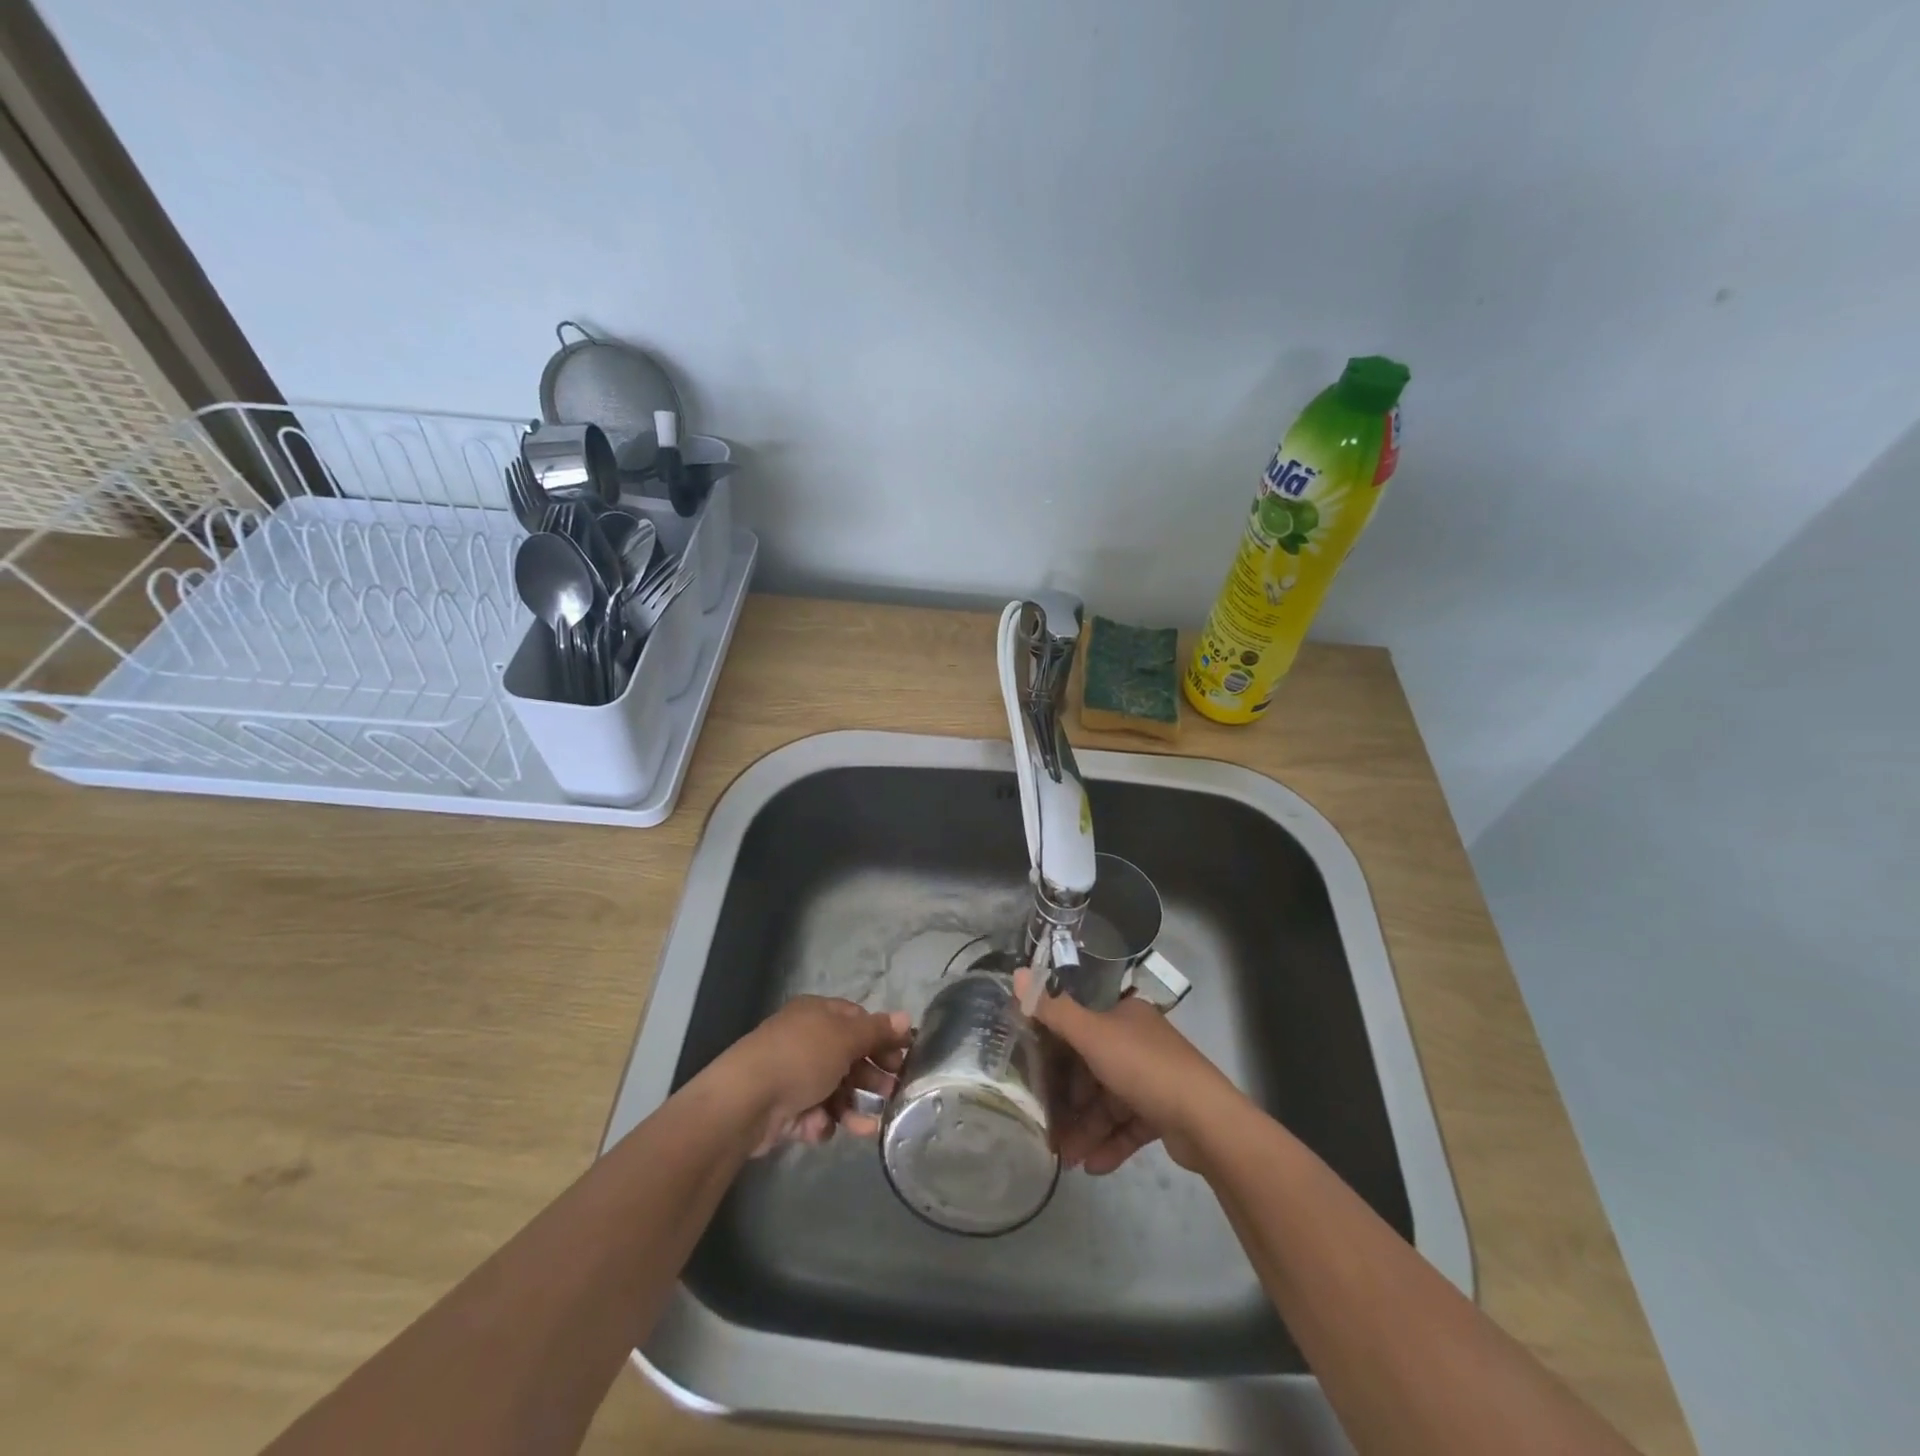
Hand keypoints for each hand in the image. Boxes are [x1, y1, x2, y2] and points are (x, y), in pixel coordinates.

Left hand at [717, 996, 911, 1155]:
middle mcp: (805, 1040)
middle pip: (849, 1056)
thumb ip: (877, 1031)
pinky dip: (823, 1122)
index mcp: (817, 1013)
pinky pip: (815, 1113)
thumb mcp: (845, 1038)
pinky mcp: (784, 1108)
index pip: (858, 1020)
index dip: (883, 1037)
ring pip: (835, 1089)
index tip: (906, 1056)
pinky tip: (822, 1127)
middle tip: (895, 1092)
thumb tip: (906, 1018)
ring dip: (853, 1106)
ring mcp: (793, 1075)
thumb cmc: (801, 1057)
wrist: (745, 1101)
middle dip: (872, 1075)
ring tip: (869, 1126)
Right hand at [1015, 967, 1238, 1173]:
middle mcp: (1138, 1042)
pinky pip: (1127, 1127)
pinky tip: (1091, 1167)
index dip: (1056, 1048)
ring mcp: (1153, 1079)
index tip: (1032, 1071)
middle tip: (1045, 1126)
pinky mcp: (1164, 1114)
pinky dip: (1109, 1144)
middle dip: (1068, 1101)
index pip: (1082, 1025)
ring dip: (1085, 1129)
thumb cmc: (1144, 1067)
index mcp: (1125, 1015)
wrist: (1206, 1121)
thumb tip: (1016, 974)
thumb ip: (1054, 1010)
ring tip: (1065, 1159)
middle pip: (1092, 1069)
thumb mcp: (1093, 1035)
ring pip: (1107, 1103)